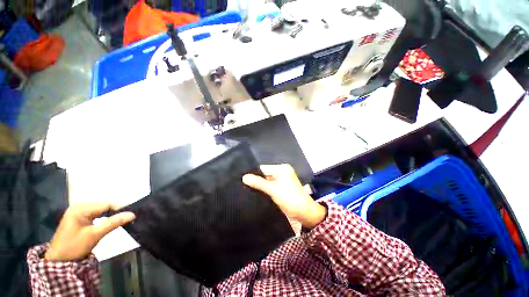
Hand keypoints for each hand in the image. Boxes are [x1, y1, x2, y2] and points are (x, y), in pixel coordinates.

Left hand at [44, 203, 134, 261]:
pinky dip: (103, 218)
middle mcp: (79, 207)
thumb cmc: (75, 246)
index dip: (119, 209)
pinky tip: (107, 223)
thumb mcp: (95, 235)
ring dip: (109, 216)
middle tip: (125, 220)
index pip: (106, 205)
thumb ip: (113, 223)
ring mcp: (77, 212)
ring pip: (100, 210)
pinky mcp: (78, 218)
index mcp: (81, 208)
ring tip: (118, 222)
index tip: (130, 216)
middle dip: (114, 213)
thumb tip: (133, 214)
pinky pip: (95, 215)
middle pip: (103, 206)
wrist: (58, 261)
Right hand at [243, 164, 325, 228]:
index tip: (243, 179)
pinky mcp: (281, 187)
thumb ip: (258, 183)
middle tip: (243, 185)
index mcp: (282, 168)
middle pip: (265, 174)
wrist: (304, 213)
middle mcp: (282, 172)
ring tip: (247, 189)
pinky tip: (256, 193)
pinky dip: (264, 189)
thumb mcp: (273, 190)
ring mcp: (282, 180)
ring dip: (260, 185)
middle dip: (256, 180)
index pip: (263, 168)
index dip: (254, 173)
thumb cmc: (289, 198)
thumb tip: (244, 177)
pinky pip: (270, 186)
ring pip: (267, 180)